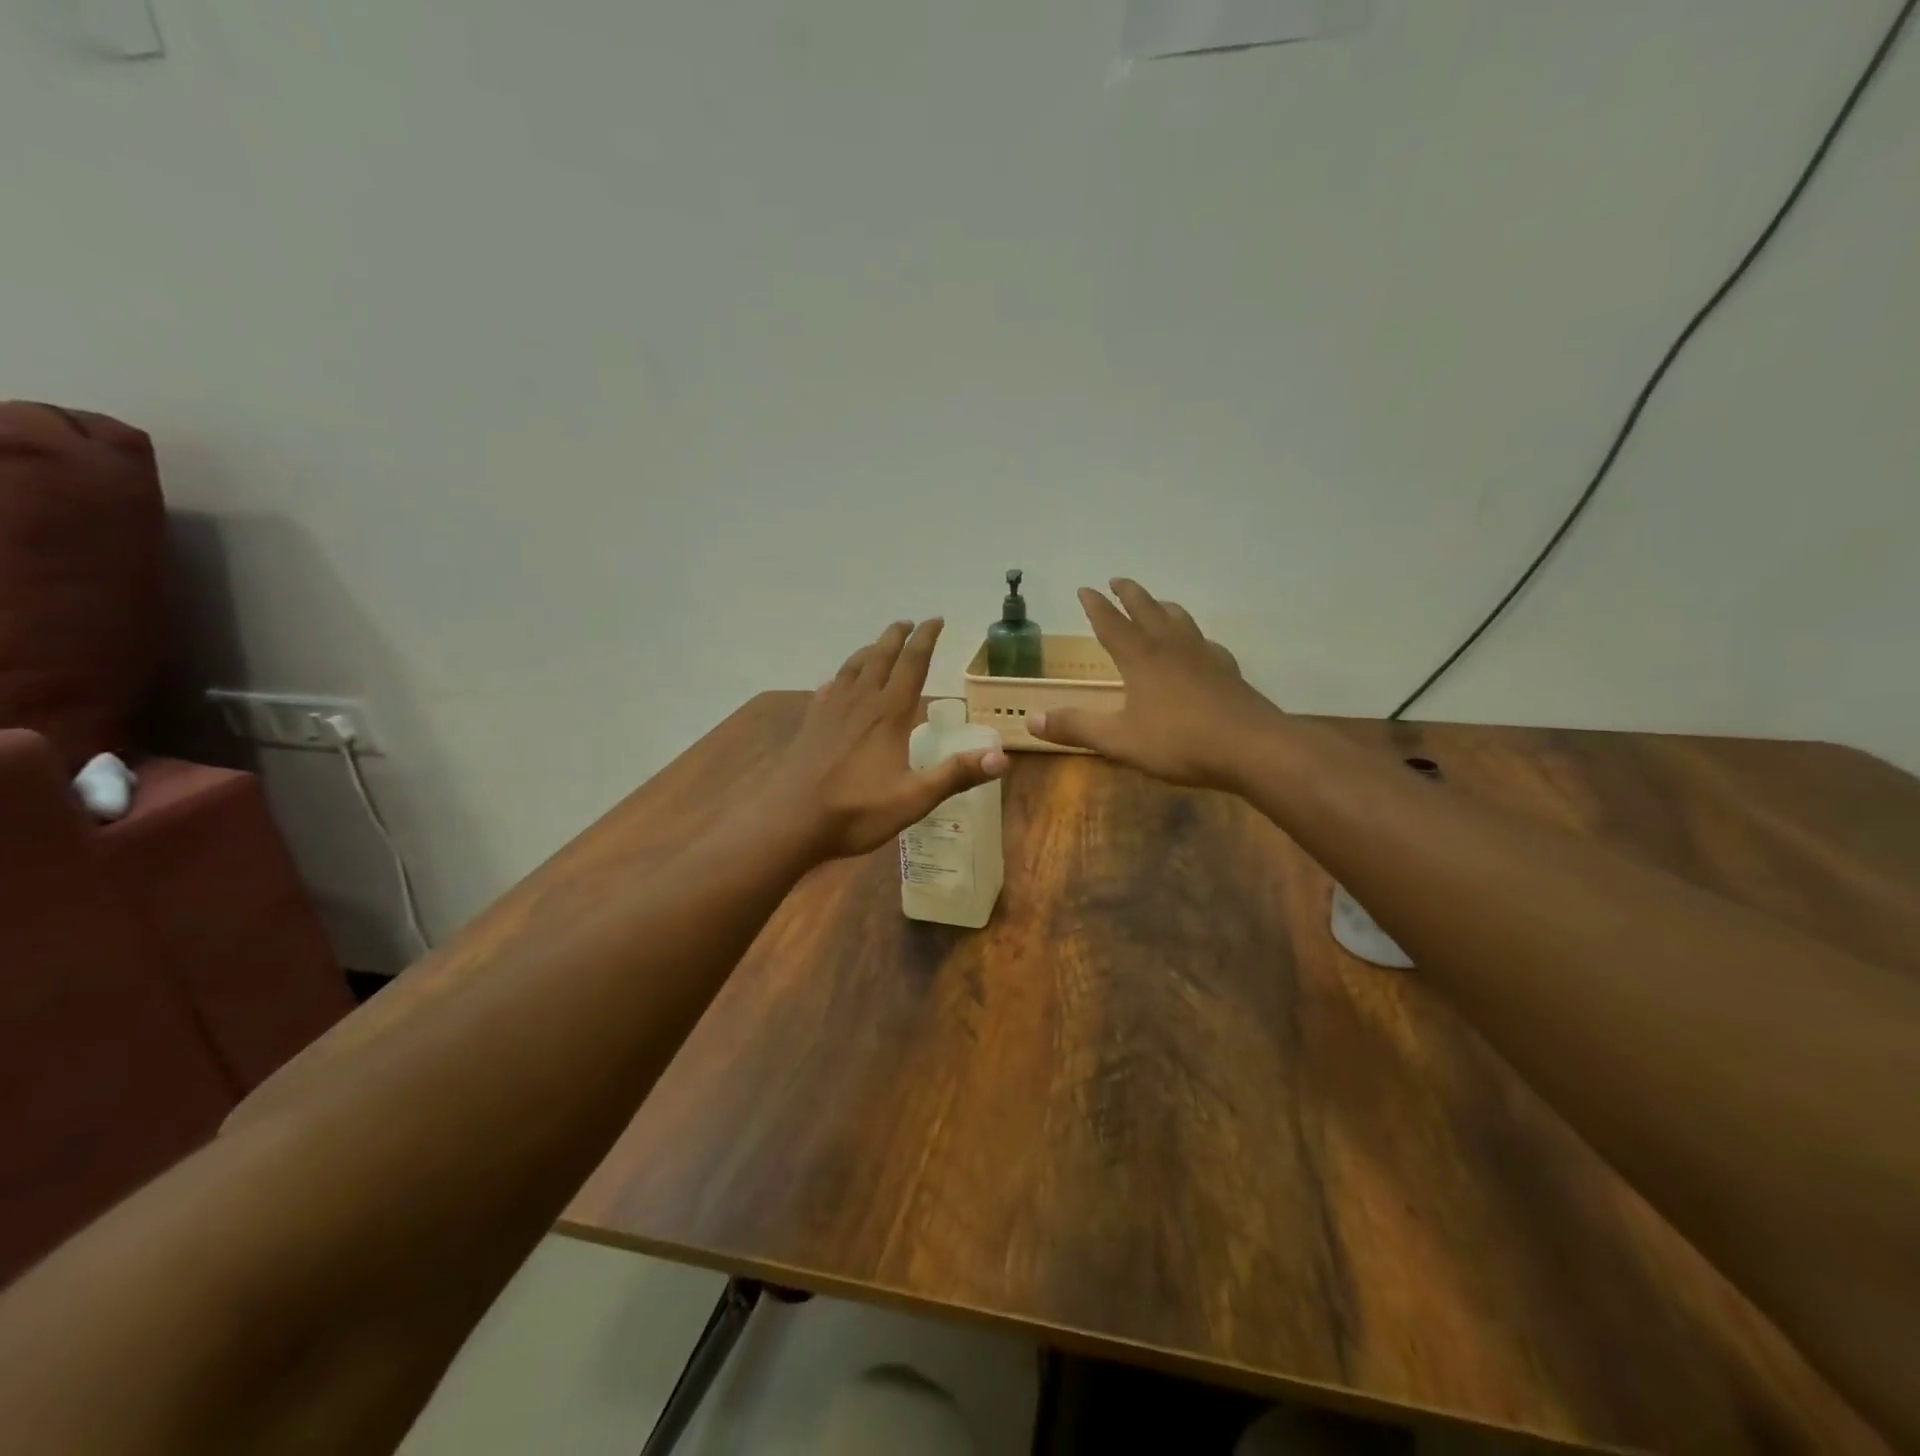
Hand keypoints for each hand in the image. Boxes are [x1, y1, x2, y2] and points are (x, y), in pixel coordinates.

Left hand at [765, 619, 1008, 860]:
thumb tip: (1003, 758)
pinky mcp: (810, 724)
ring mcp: (830, 710)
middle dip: (896, 636)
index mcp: (888, 714)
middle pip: (880, 656)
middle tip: (909, 622)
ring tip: (878, 645)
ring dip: (869, 650)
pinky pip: (828, 688)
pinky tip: (838, 684)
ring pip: (852, 667)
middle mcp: (860, 702)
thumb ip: (956, 775)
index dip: (926, 639)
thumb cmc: (855, 812)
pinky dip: (841, 677)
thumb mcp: (914, 799)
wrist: (789, 822)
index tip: (936, 620)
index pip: (912, 664)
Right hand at [1027, 579, 1280, 789]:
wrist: (1250, 747)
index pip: (1111, 623)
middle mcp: (1171, 647)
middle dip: (1130, 593)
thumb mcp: (1118, 739)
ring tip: (1157, 603)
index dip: (1095, 605)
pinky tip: (1198, 648)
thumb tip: (1031, 719)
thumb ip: (1075, 727)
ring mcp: (1203, 655)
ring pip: (1180, 619)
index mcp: (1140, 657)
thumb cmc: (1178, 742)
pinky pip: (1206, 643)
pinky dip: (1194, 637)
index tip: (1084, 588)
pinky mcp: (1227, 671)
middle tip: (1118, 580)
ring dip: (1163, 606)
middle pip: (1148, 609)